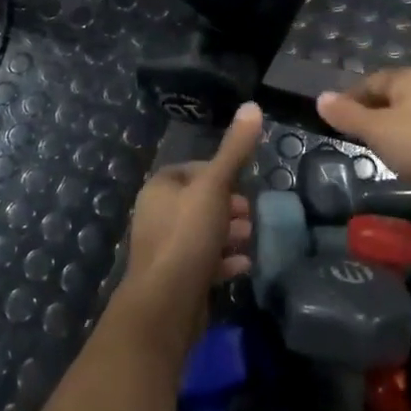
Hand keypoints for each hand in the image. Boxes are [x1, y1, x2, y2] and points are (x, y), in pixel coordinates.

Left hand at [115, 103, 263, 360]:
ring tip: (251, 238)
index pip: (192, 170)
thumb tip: (253, 106)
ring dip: (229, 234)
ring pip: (203, 232)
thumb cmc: (187, 236)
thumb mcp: (215, 187)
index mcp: (160, 188)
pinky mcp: (176, 278)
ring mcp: (165, 248)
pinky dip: (224, 260)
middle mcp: (157, 215)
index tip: (243, 183)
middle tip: (250, 214)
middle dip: (228, 206)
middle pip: (199, 202)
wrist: (166, 305)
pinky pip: (203, 261)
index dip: (220, 174)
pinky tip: (243, 265)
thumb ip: (235, 150)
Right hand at [315, 68, 410, 204]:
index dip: (350, 99)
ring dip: (401, 126)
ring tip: (387, 150)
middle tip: (360, 136)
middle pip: (397, 94)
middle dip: (377, 112)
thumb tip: (321, 97)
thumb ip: (348, 115)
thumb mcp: (378, 132)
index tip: (337, 120)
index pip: (371, 81)